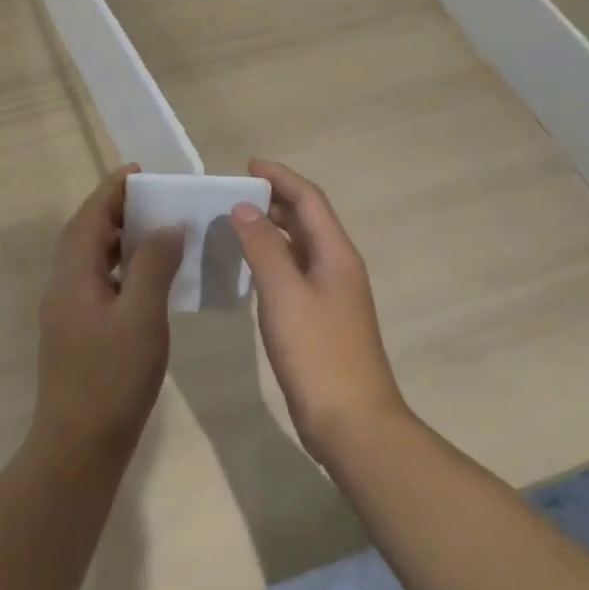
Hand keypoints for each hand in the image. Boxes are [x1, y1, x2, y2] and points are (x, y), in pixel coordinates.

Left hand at [34, 165, 184, 456]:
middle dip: (116, 210)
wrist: (78, 447)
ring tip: (154, 230)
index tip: (139, 171)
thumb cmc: (112, 378)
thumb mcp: (141, 317)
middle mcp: (63, 285)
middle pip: (86, 233)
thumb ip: (154, 265)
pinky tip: (147, 279)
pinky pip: (98, 281)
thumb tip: (167, 226)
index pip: (89, 216)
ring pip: (91, 259)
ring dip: (118, 238)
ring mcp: (67, 311)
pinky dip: (120, 267)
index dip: (112, 190)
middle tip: (154, 198)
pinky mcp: (77, 332)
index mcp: (73, 274)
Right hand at [230, 160, 409, 466]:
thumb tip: (244, 207)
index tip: (248, 166)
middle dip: (275, 200)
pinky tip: (251, 269)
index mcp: (336, 253)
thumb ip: (263, 246)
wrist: (353, 423)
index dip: (281, 177)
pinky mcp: (323, 319)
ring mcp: (333, 295)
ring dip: (274, 229)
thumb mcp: (284, 293)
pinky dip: (274, 259)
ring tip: (237, 223)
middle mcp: (339, 267)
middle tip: (235, 194)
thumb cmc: (318, 352)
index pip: (309, 199)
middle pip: (308, 219)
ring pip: (302, 246)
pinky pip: (296, 272)